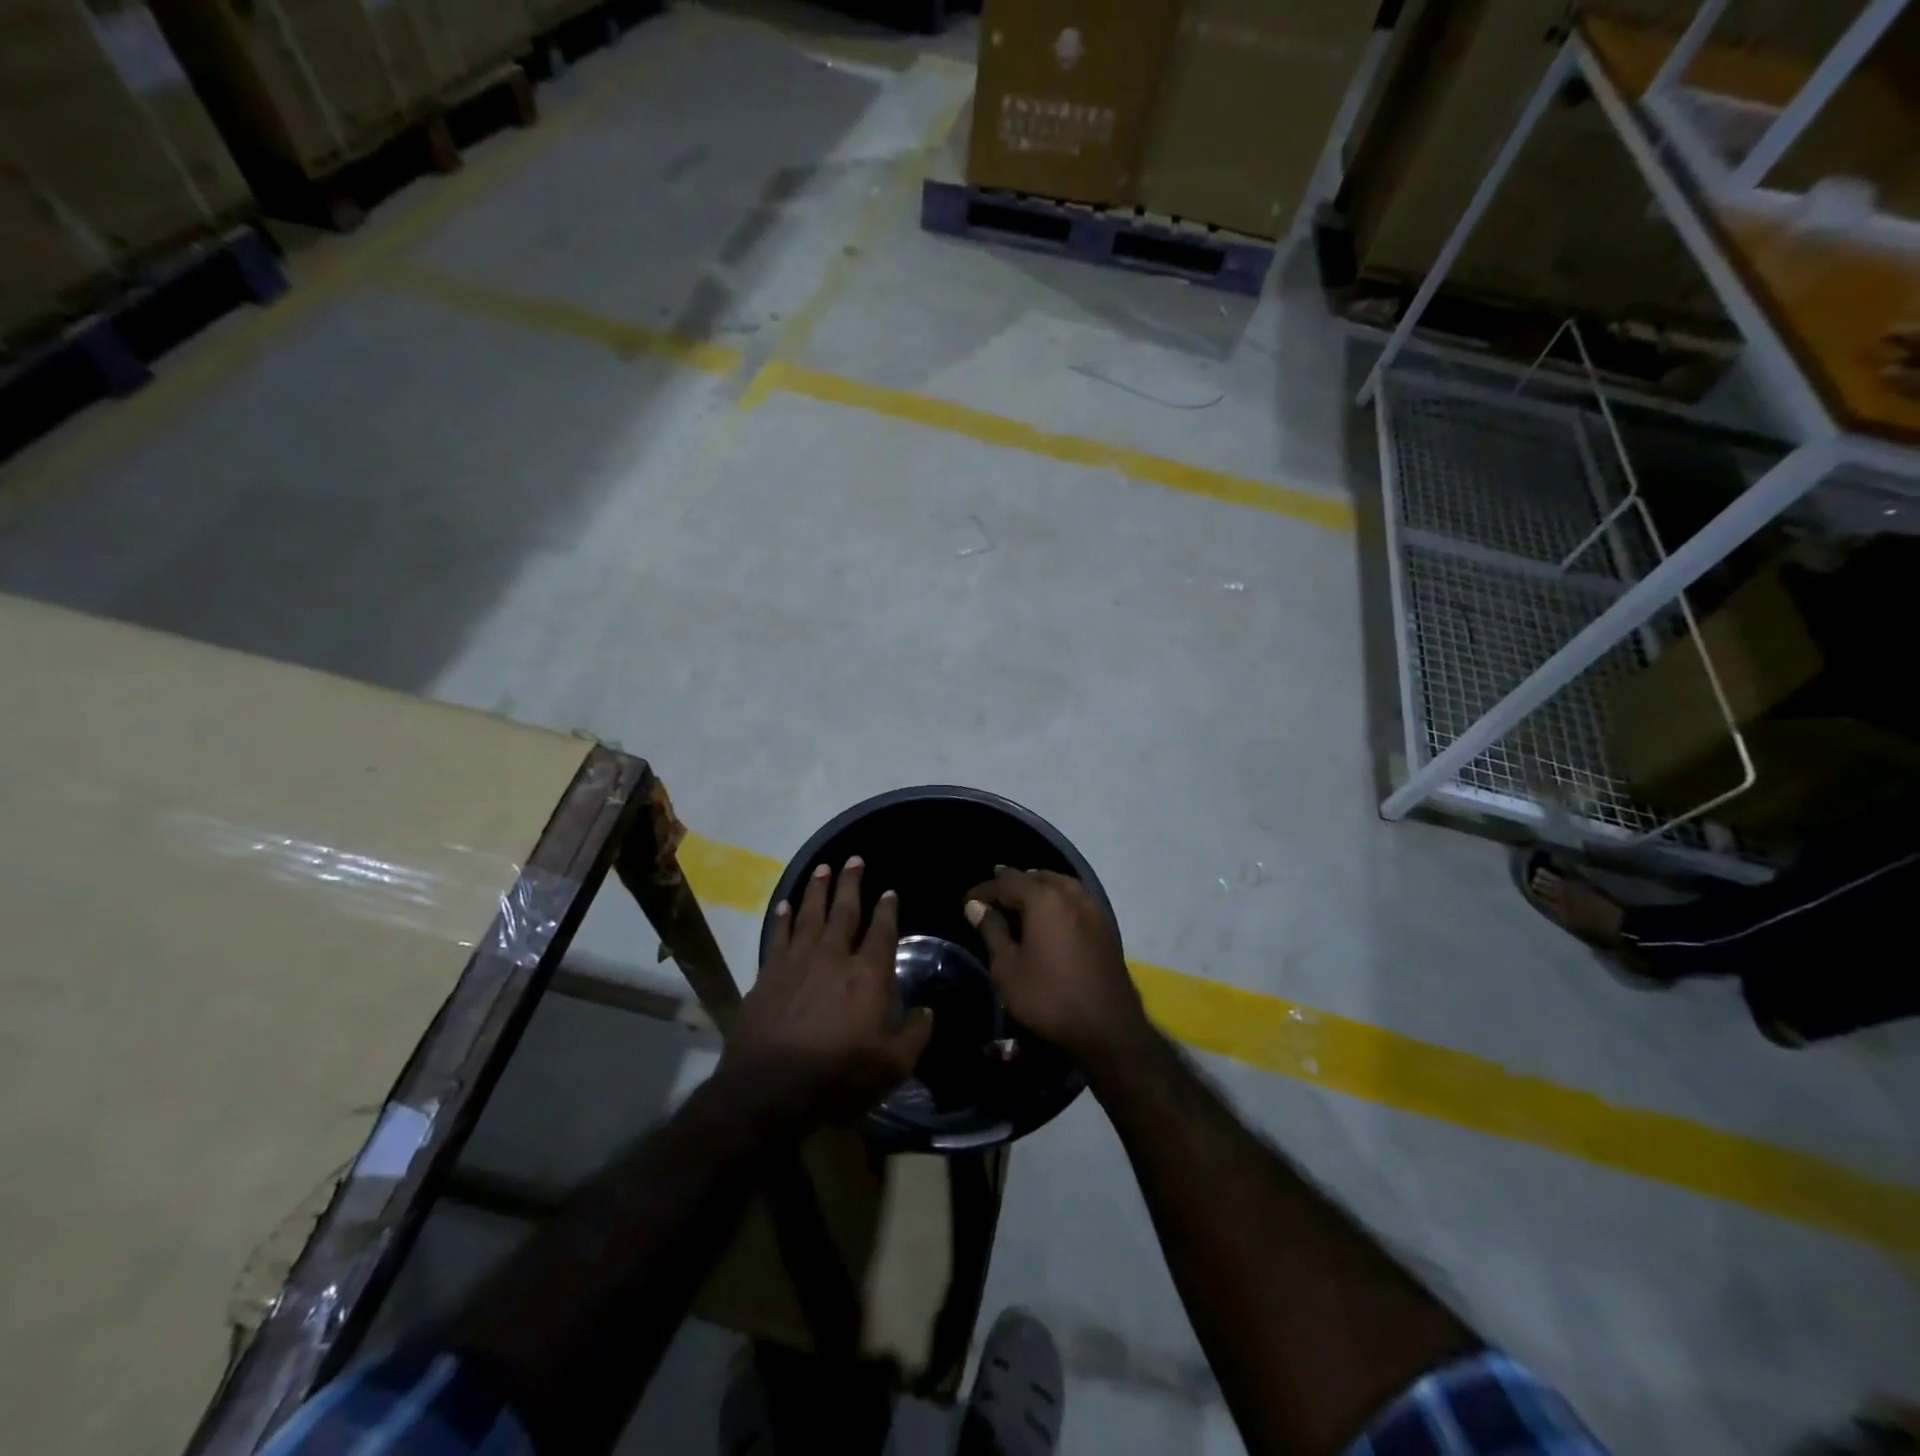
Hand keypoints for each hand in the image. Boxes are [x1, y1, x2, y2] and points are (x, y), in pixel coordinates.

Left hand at [722, 856, 933, 1132]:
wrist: (767, 1090)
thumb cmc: (835, 1078)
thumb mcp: (890, 1068)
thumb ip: (914, 1036)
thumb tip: (927, 1012)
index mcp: (866, 976)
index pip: (881, 932)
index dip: (887, 910)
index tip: (889, 892)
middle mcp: (833, 957)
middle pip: (844, 911)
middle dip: (851, 883)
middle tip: (854, 859)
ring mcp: (796, 962)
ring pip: (810, 914)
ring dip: (817, 889)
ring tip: (823, 868)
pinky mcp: (768, 973)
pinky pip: (778, 935)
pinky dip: (783, 917)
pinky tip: (786, 904)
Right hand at [964, 868, 1148, 1067]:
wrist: (1107, 1028)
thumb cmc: (1048, 997)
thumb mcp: (1008, 968)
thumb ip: (991, 931)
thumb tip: (975, 906)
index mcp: (1044, 898)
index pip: (1007, 881)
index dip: (984, 890)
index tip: (967, 901)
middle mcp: (1070, 894)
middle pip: (1036, 877)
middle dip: (1012, 883)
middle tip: (992, 897)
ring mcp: (1092, 908)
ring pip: (1059, 884)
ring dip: (1037, 887)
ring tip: (1019, 901)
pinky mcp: (1105, 925)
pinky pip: (1075, 899)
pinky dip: (1057, 899)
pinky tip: (1049, 916)